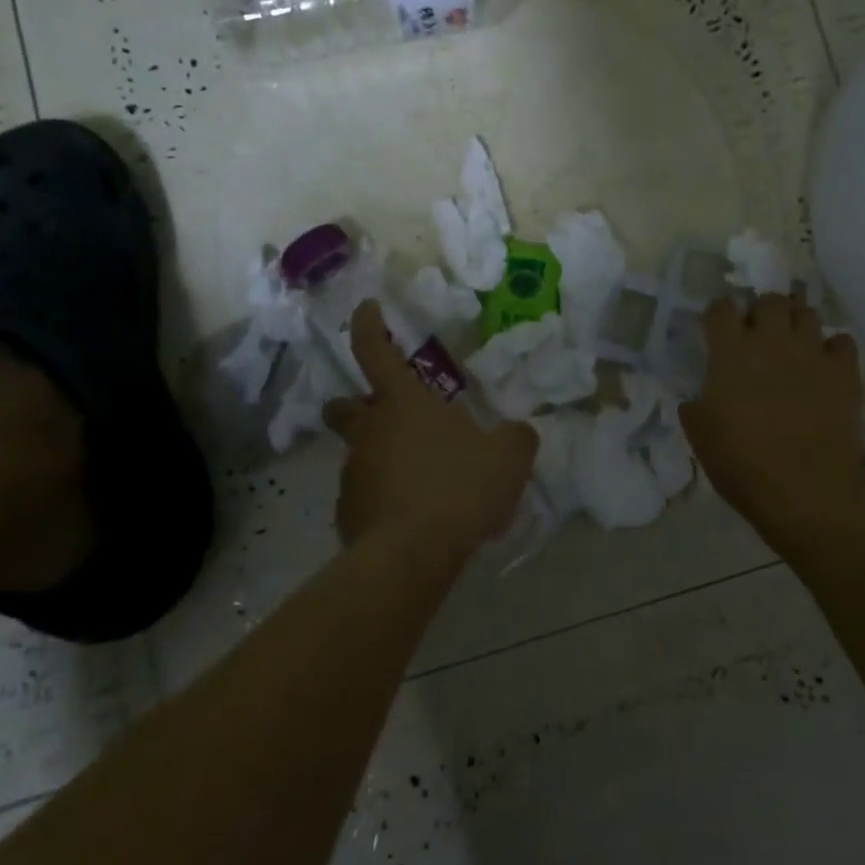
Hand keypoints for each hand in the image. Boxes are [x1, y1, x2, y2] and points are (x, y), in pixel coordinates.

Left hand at [323, 301, 537, 553]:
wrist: (412, 557)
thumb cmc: (459, 489)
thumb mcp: (508, 458)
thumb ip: (516, 437)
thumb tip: (519, 432)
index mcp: (404, 403)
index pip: (374, 350)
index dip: (368, 325)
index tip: (365, 308)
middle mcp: (370, 430)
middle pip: (345, 405)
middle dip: (356, 403)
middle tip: (386, 413)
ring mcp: (354, 472)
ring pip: (360, 452)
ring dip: (383, 456)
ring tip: (423, 481)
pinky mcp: (348, 512)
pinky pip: (366, 494)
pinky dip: (384, 497)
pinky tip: (414, 517)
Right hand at [679, 290, 864, 535]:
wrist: (807, 489)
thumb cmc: (743, 464)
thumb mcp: (701, 437)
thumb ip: (696, 408)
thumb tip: (695, 401)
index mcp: (730, 353)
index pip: (721, 308)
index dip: (718, 314)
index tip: (717, 329)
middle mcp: (771, 341)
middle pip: (769, 300)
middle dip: (762, 311)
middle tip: (759, 335)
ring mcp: (812, 353)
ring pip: (807, 313)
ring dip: (797, 323)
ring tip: (793, 345)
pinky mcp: (844, 371)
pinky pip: (842, 341)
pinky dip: (832, 348)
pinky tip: (826, 366)